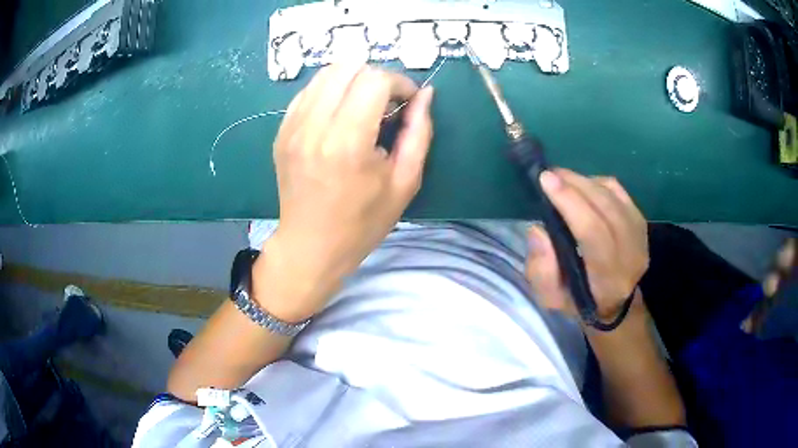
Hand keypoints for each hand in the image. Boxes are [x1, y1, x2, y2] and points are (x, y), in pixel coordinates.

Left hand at [256, 63, 433, 319]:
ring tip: (364, 106)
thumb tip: (425, 95)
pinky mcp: (282, 131)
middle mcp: (314, 127)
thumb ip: (419, 133)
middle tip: (387, 102)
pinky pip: (308, 91)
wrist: (311, 246)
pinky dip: (330, 91)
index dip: (399, 83)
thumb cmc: (362, 222)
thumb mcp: (404, 183)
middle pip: (348, 66)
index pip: (374, 80)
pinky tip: (339, 114)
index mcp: (347, 143)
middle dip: (376, 76)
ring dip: (352, 80)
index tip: (408, 102)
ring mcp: (292, 127)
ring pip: (325, 73)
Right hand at [525, 169, 648, 321]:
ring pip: (613, 197)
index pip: (593, 233)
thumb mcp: (551, 297)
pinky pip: (619, 192)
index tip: (546, 180)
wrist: (613, 303)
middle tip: (550, 174)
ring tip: (562, 178)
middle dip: (576, 185)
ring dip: (585, 181)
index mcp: (608, 279)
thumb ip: (541, 269)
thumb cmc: (577, 300)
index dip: (571, 203)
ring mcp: (640, 236)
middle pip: (606, 209)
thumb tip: (538, 230)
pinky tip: (583, 185)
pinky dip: (598, 183)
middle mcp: (630, 256)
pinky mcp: (641, 222)